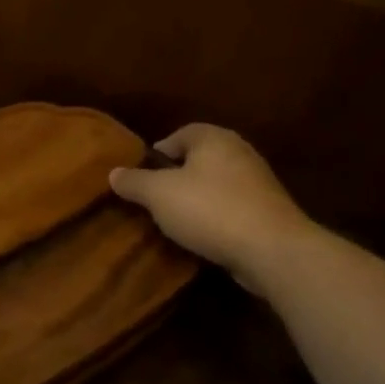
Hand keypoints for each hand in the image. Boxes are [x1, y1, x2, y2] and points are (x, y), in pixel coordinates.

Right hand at [109, 125, 310, 294]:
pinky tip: (203, 236)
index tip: (141, 178)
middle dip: (176, 178)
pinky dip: (215, 217)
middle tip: (154, 201)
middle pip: (198, 159)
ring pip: (215, 184)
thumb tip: (113, 172)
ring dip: (196, 200)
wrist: (271, 248)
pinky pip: (231, 207)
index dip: (157, 154)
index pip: (179, 134)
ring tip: (174, 221)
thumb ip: (134, 182)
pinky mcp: (267, 210)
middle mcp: (238, 151)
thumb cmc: (209, 209)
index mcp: (213, 137)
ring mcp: (257, 181)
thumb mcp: (159, 194)